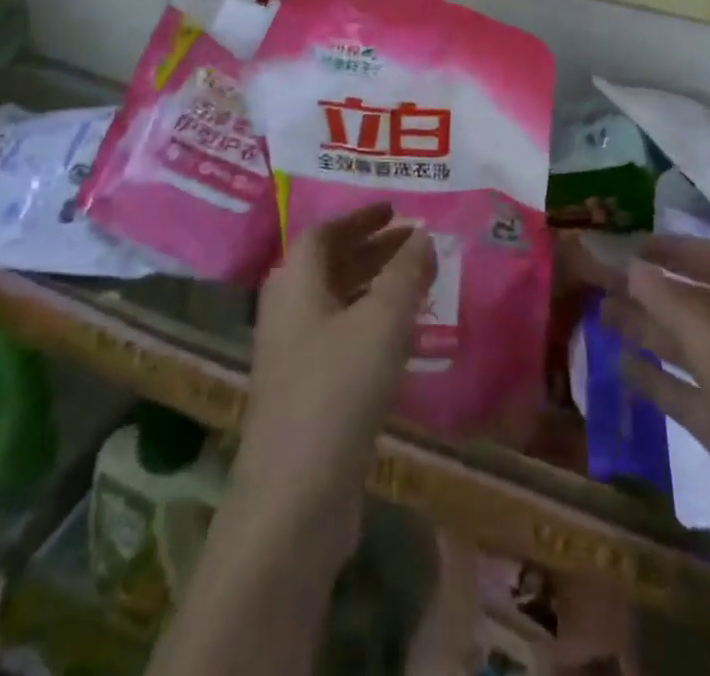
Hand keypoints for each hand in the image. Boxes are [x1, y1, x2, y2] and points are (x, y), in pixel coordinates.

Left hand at [232, 206, 434, 559]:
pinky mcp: (303, 393)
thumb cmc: (338, 389)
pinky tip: (398, 338)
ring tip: (414, 283)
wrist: (294, 498)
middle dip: (371, 248)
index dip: (359, 217)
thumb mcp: (383, 321)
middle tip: (413, 243)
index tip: (395, 210)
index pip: (323, 233)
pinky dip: (367, 322)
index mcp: (294, 282)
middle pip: (328, 264)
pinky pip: (338, 336)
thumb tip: (423, 235)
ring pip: (334, 302)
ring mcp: (291, 355)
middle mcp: (286, 311)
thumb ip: (406, 273)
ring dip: (371, 285)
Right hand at [579, 235, 709, 521]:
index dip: (683, 252)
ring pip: (696, 349)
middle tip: (607, 282)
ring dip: (652, 331)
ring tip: (602, 316)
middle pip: (708, 305)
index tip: (636, 246)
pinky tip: (621, 368)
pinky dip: (660, 380)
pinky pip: (693, 394)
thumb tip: (632, 266)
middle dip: (659, 292)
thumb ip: (675, 308)